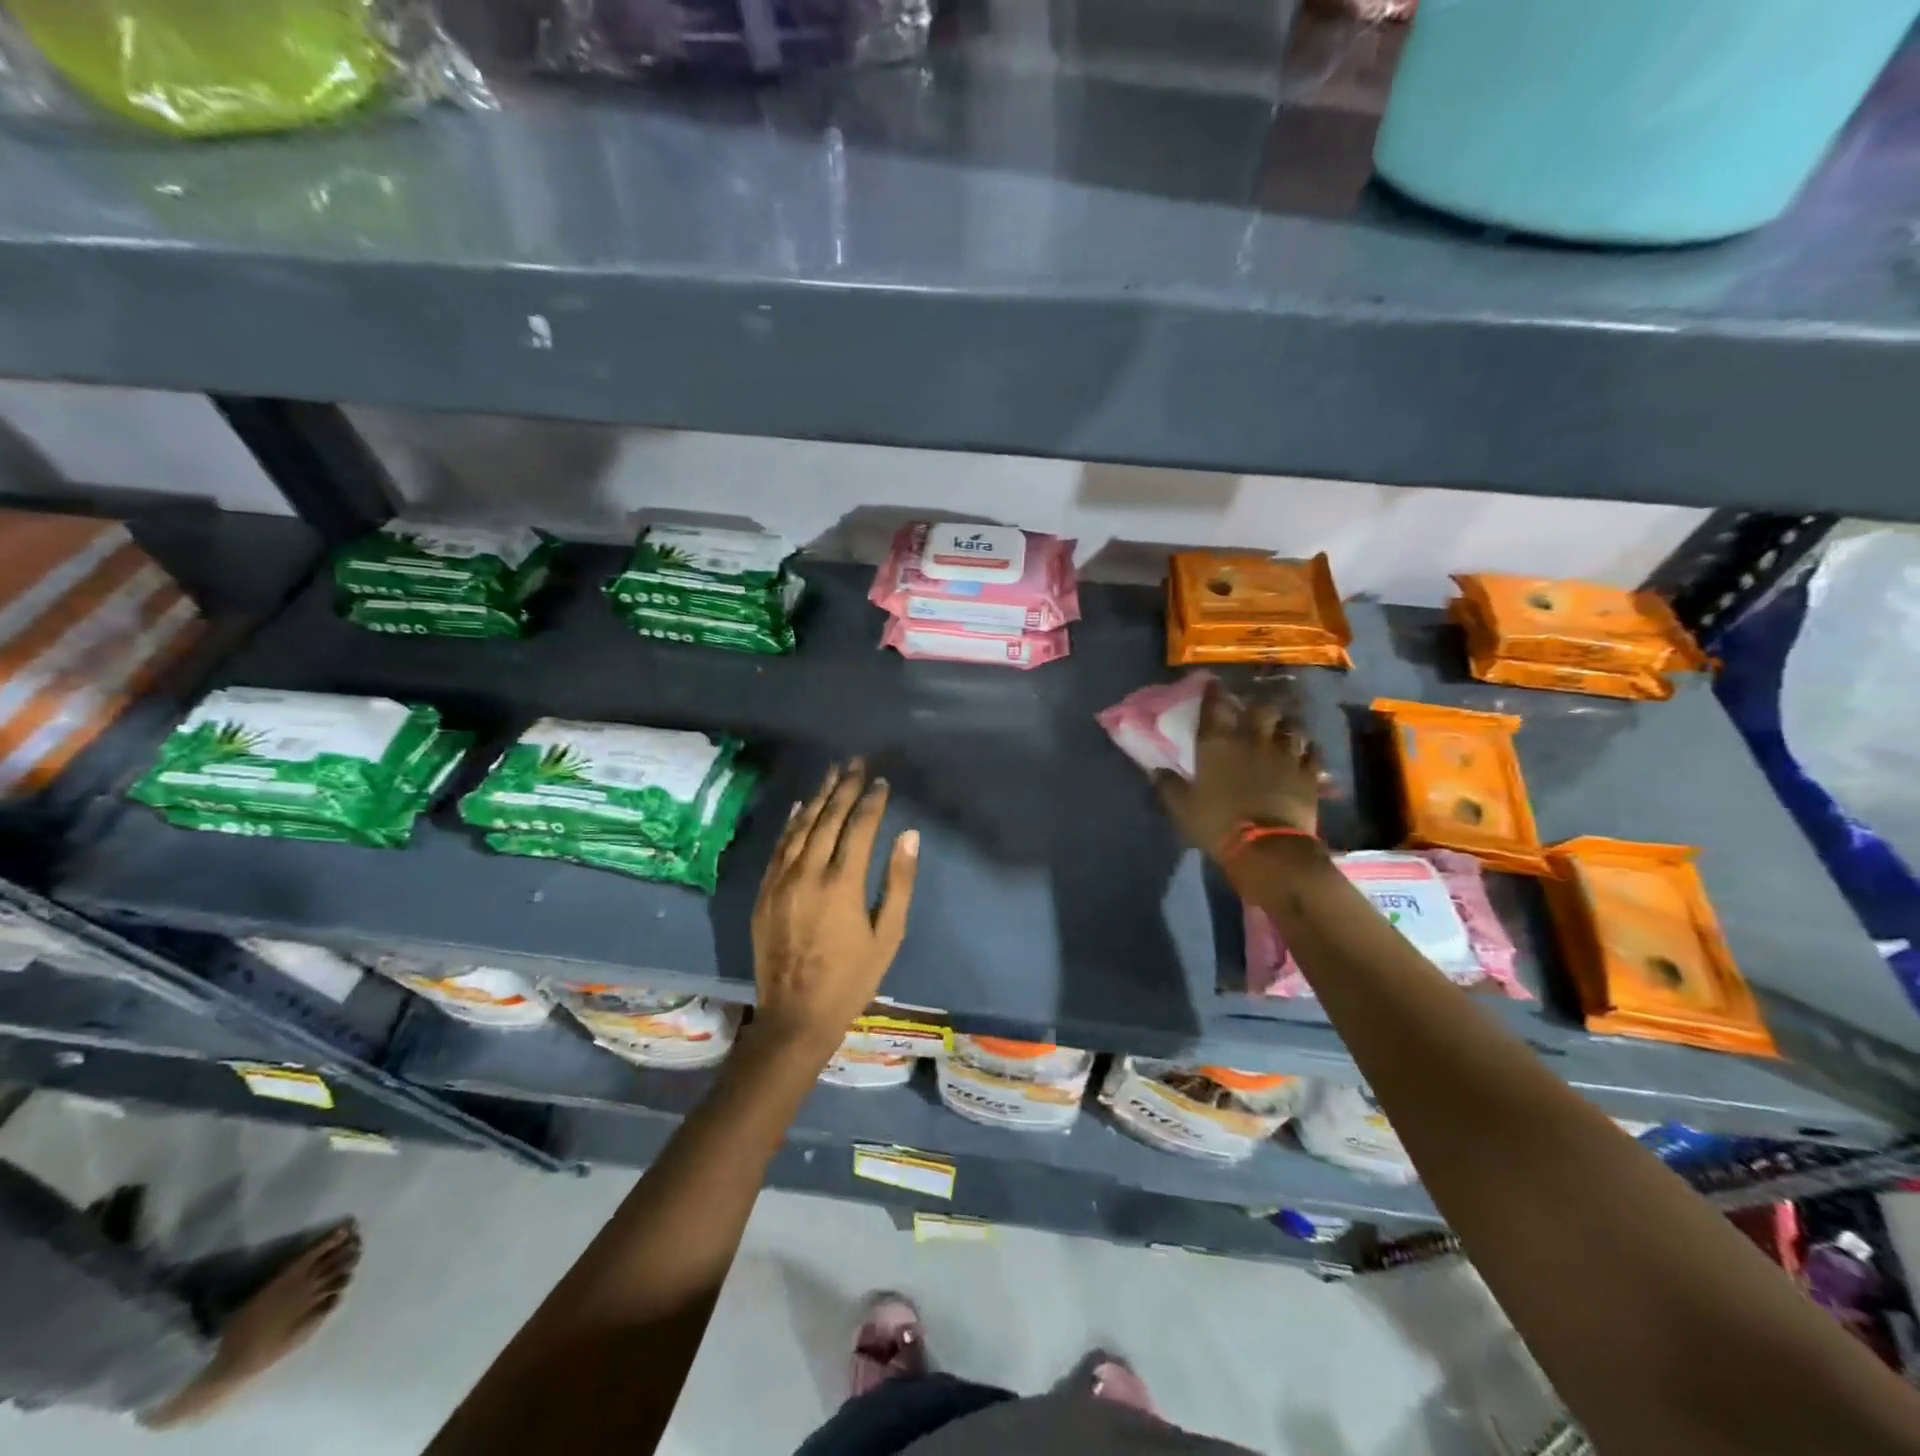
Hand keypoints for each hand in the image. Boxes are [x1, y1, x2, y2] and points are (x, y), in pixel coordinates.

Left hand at [751, 761, 919, 1059]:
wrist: (796, 1014)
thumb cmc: (852, 978)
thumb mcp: (888, 935)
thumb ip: (898, 882)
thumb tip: (909, 835)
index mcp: (842, 884)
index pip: (858, 827)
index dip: (872, 801)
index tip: (882, 781)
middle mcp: (808, 873)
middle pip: (827, 818)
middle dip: (844, 787)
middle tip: (856, 763)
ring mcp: (781, 880)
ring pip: (800, 827)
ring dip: (818, 797)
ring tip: (832, 773)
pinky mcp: (764, 892)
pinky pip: (778, 847)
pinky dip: (791, 823)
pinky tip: (799, 806)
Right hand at [1154, 682, 1323, 861]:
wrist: (1266, 846)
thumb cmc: (1217, 823)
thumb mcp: (1182, 807)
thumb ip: (1168, 785)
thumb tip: (1155, 770)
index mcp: (1217, 744)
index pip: (1214, 707)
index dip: (1213, 693)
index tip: (1213, 684)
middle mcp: (1252, 739)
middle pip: (1261, 708)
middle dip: (1257, 706)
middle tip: (1254, 710)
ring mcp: (1285, 754)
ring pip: (1291, 725)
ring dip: (1286, 724)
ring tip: (1282, 727)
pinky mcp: (1309, 773)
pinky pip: (1313, 751)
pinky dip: (1308, 748)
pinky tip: (1305, 751)